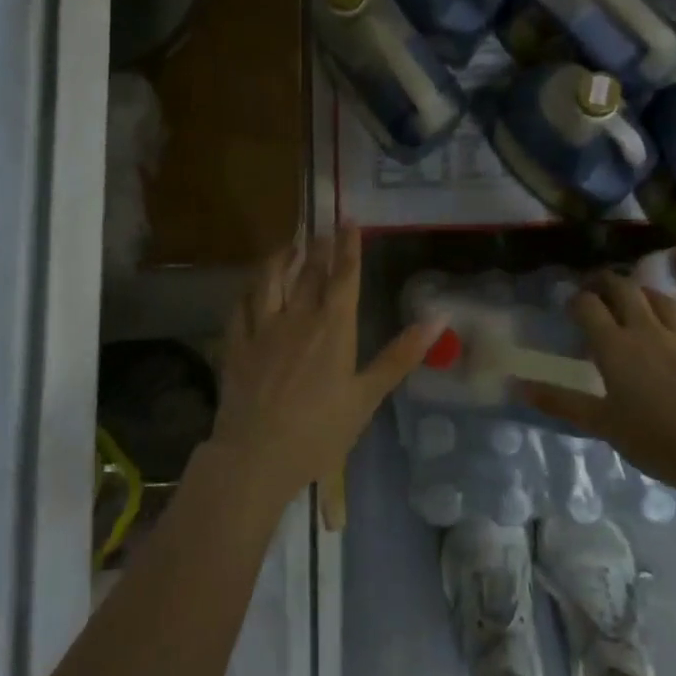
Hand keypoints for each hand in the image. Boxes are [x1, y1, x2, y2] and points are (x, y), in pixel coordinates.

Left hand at [205, 229, 438, 510]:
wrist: (257, 455)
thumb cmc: (320, 431)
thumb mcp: (367, 396)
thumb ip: (400, 355)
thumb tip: (439, 319)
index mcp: (333, 327)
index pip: (344, 275)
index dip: (348, 245)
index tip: (348, 220)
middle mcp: (297, 316)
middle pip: (308, 271)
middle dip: (318, 246)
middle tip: (321, 228)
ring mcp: (262, 328)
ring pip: (270, 278)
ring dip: (281, 257)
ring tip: (289, 245)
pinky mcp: (236, 343)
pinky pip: (240, 305)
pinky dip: (249, 289)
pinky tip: (251, 286)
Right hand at [520, 273, 675, 495]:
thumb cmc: (656, 439)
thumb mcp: (602, 424)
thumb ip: (560, 402)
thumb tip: (516, 387)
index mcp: (615, 346)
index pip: (588, 306)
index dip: (576, 300)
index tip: (570, 306)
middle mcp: (647, 329)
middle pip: (624, 289)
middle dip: (607, 283)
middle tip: (597, 289)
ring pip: (662, 298)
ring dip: (645, 294)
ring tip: (637, 300)